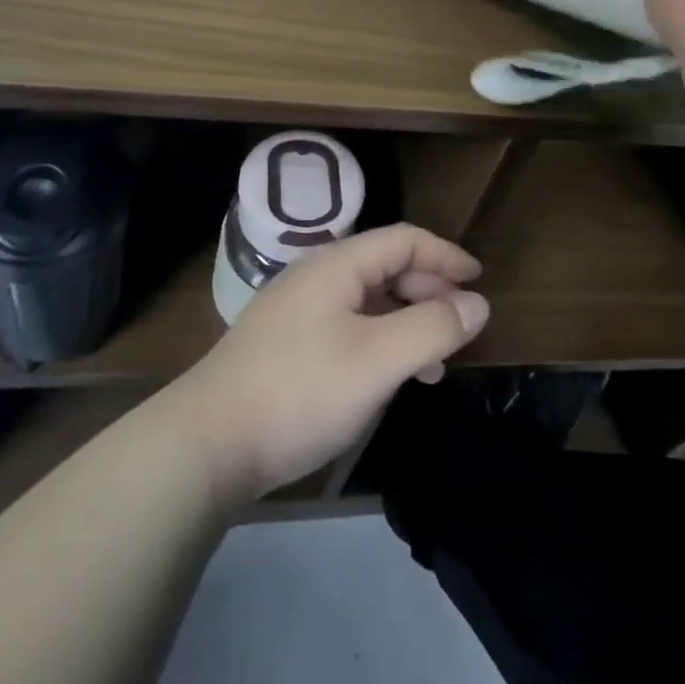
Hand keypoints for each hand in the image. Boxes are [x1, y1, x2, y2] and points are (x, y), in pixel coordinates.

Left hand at [165, 224, 489, 502]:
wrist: (205, 444)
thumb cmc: (300, 390)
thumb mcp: (378, 360)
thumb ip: (432, 327)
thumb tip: (477, 304)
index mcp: (338, 264)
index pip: (404, 240)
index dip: (446, 256)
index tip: (479, 281)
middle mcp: (317, 275)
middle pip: (386, 266)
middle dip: (429, 291)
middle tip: (459, 328)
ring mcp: (297, 309)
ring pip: (368, 300)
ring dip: (406, 321)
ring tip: (432, 364)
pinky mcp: (285, 343)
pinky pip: (348, 325)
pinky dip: (379, 341)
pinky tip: (386, 378)